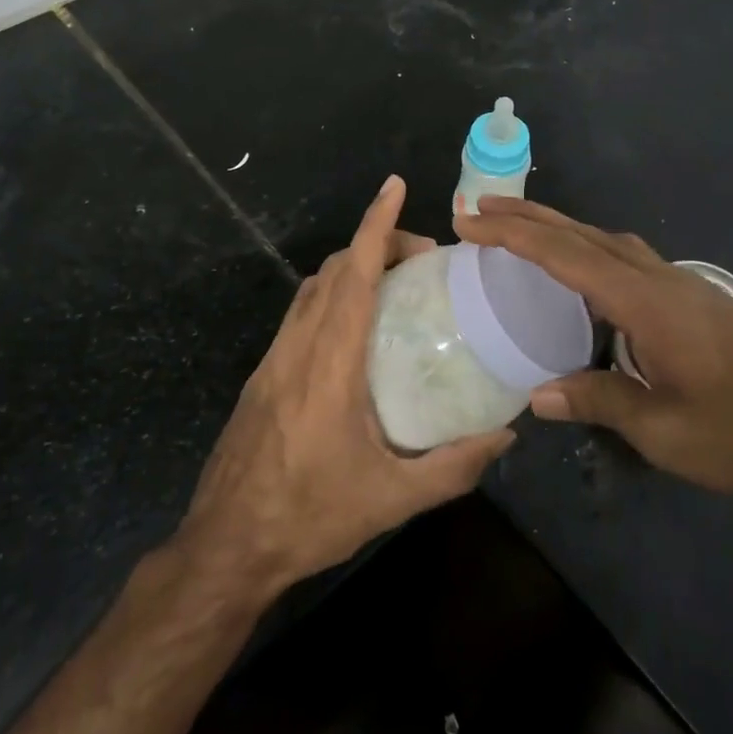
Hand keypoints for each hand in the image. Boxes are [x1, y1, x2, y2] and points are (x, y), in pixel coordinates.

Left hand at [179, 176, 513, 596]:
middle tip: (423, 260)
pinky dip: (330, 295)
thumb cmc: (310, 516)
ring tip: (393, 285)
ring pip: (312, 288)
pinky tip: (354, 330)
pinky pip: (300, 313)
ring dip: (350, 268)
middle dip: (374, 243)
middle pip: (333, 269)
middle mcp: (298, 347)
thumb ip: (454, 466)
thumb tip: (506, 436)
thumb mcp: (393, 499)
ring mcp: (273, 358)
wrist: (226, 545)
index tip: (395, 188)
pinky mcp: (263, 375)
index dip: (375, 225)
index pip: (354, 274)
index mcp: (330, 363)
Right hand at [454, 197, 732, 496]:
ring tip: (519, 229)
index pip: (565, 255)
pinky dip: (589, 247)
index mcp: (646, 304)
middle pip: (584, 234)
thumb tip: (536, 395)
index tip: (468, 221)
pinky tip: (583, 269)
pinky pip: (626, 256)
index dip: (512, 235)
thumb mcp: (666, 431)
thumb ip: (599, 401)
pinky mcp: (694, 297)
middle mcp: (659, 279)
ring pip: (607, 239)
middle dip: (528, 217)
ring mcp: (681, 284)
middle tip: (480, 208)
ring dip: (559, 228)